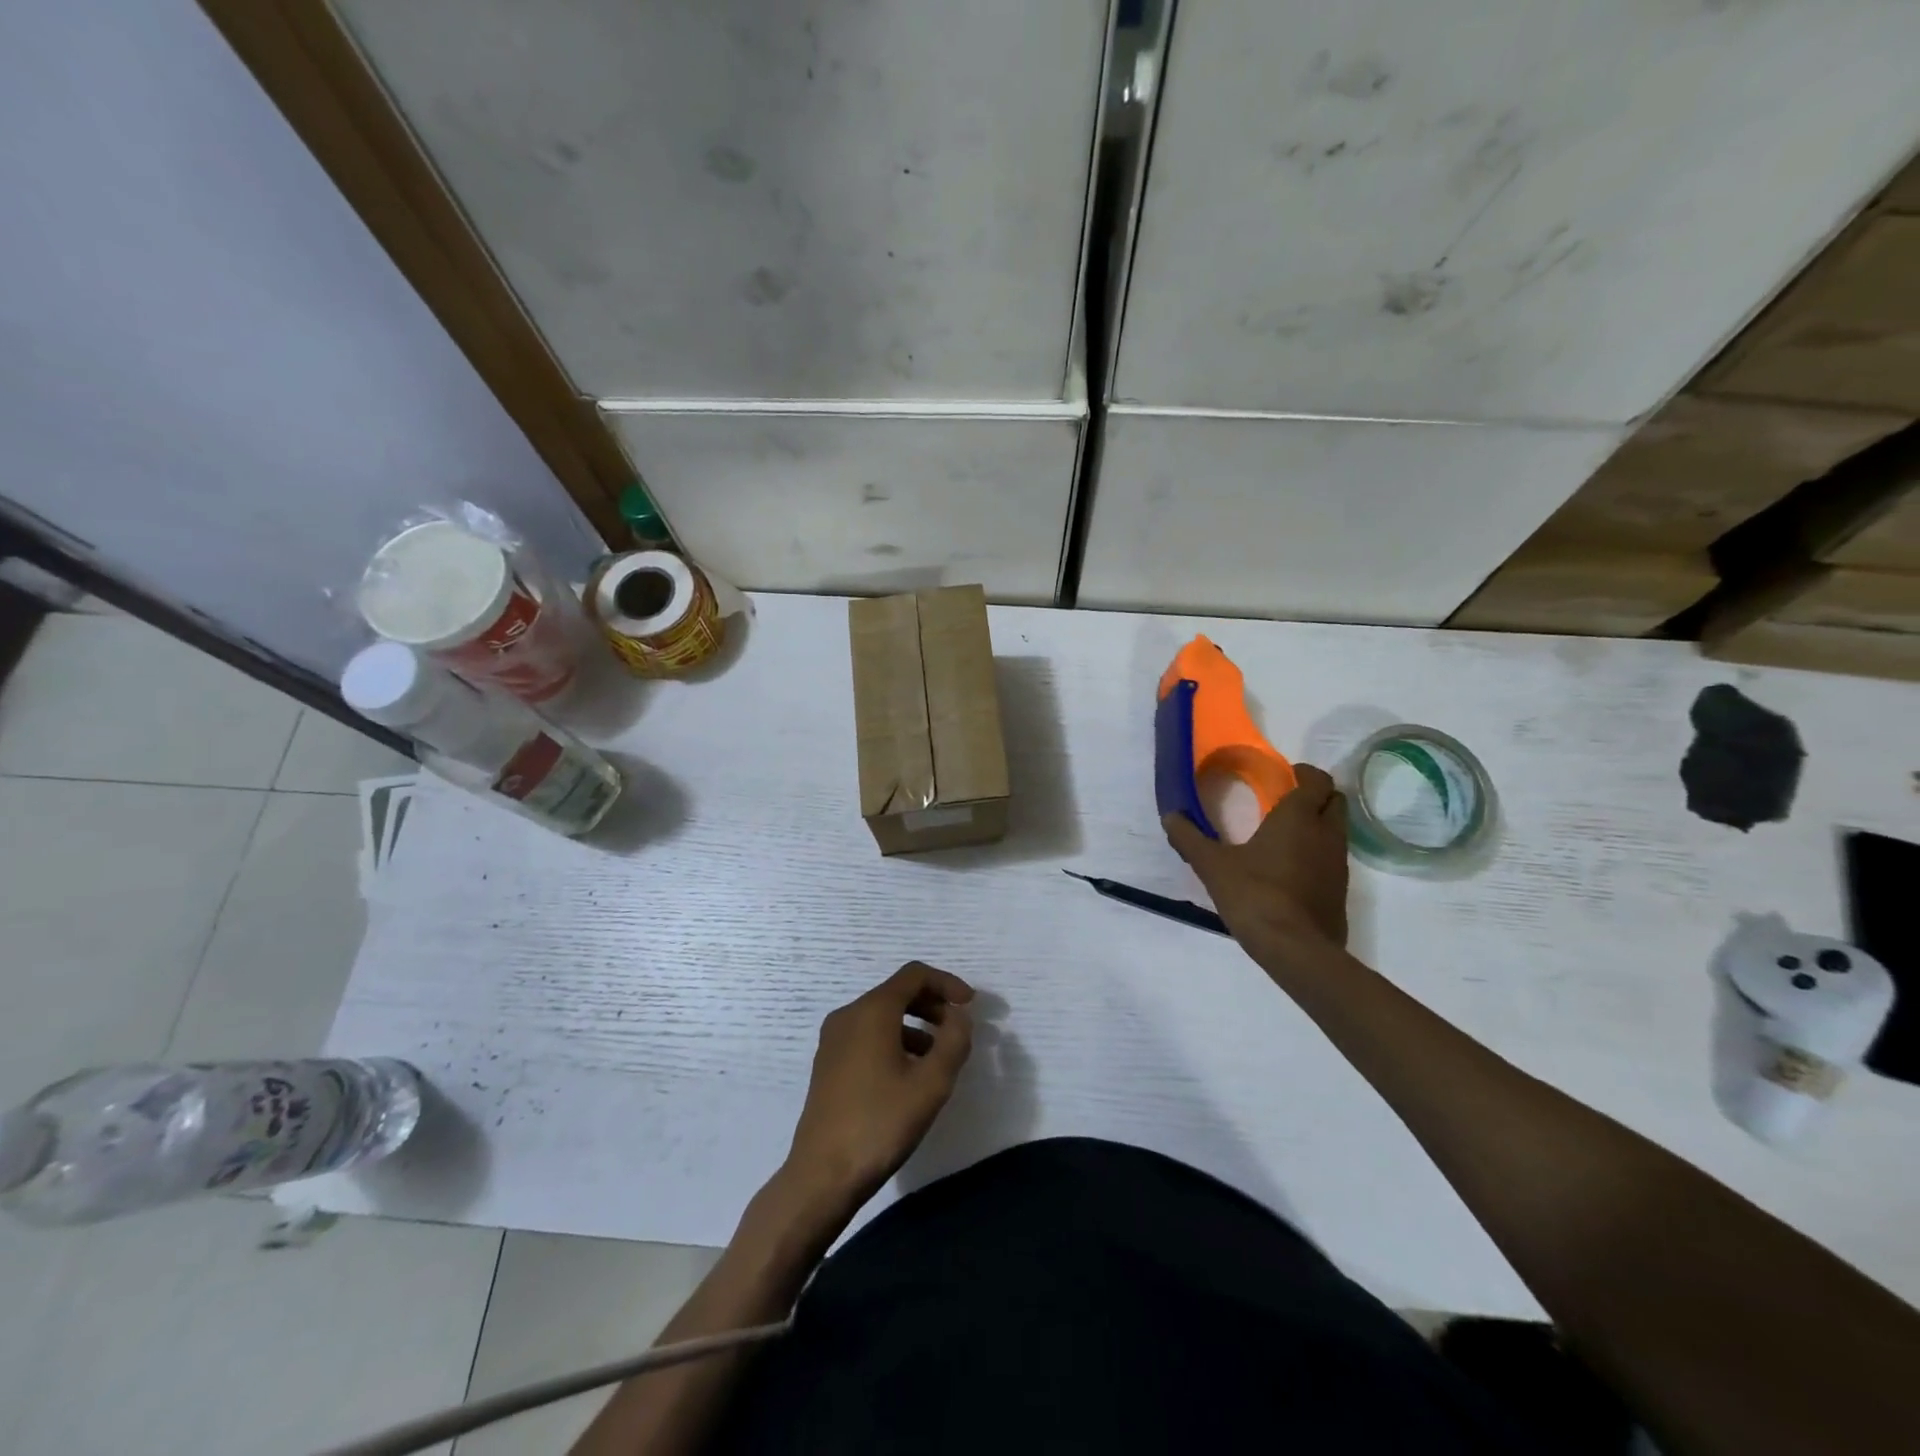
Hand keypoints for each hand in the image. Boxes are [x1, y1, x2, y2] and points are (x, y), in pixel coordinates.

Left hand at [783, 962, 974, 1207]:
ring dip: (915, 1025)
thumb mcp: (931, 1083)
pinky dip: (895, 1040)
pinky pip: (867, 1035)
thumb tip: (959, 1017)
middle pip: (897, 992)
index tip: (971, 1005)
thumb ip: (954, 1041)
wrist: (823, 1174)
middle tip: (958, 1031)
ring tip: (939, 1058)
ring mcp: (834, 1039)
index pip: (914, 975)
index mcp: (872, 1010)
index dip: (947, 983)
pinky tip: (909, 1075)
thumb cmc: (881, 1123)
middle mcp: (848, 1015)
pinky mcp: (828, 1063)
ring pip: (882, 1016)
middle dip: (933, 1005)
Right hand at [1163, 763, 1349, 951]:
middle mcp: (1326, 834)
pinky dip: (1319, 854)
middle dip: (1316, 795)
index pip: (1317, 780)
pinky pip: (1334, 859)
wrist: (1295, 949)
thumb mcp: (1212, 866)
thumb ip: (1190, 838)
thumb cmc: (1254, 895)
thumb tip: (1170, 816)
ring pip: (1337, 830)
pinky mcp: (1340, 891)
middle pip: (1335, 801)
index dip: (1304, 774)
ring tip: (1286, 835)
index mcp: (1298, 818)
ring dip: (1319, 825)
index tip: (1285, 775)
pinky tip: (1292, 869)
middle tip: (1286, 801)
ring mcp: (1339, 864)